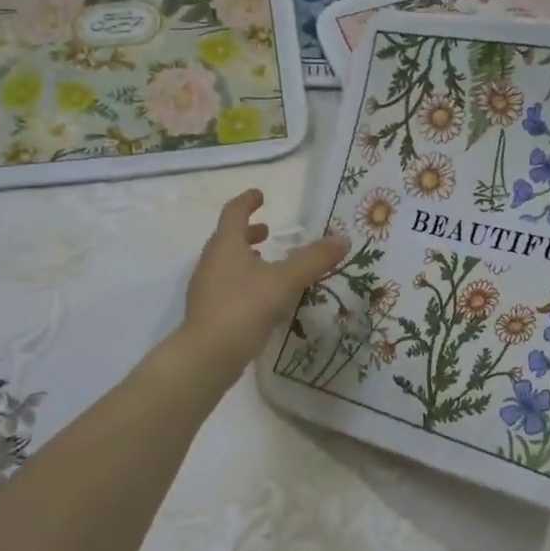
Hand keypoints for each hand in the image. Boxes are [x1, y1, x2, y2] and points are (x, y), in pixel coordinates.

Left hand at [180, 190, 348, 378]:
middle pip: (228, 238)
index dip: (247, 201)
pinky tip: (261, 298)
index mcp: (226, 245)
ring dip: (245, 258)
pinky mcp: (208, 312)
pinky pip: (227, 286)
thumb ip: (314, 259)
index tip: (260, 195)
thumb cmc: (244, 307)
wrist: (207, 355)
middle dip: (248, 232)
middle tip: (267, 231)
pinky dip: (243, 281)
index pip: (234, 212)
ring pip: (226, 264)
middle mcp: (212, 262)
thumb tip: (343, 239)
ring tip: (267, 263)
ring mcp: (206, 288)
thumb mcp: (285, 281)